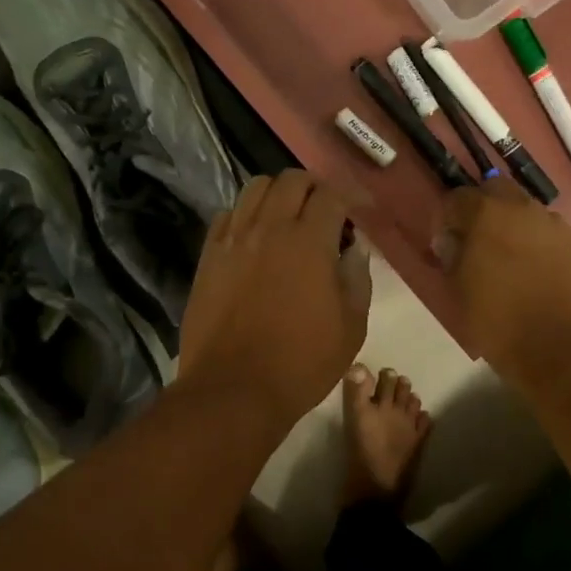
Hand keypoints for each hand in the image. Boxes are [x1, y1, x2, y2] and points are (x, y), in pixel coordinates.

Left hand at [178, 171, 371, 423]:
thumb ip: (357, 278)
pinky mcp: (209, 256)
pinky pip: (227, 215)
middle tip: (326, 211)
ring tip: (288, 218)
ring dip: (278, 194)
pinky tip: (254, 237)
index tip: (361, 210)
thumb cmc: (302, 362)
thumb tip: (354, 249)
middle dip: (315, 188)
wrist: (234, 390)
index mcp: (309, 242)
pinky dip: (246, 215)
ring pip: (255, 189)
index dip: (352, 197)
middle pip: (291, 180)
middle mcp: (269, 228)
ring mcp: (233, 240)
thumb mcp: (351, 326)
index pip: (332, 195)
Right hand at [439, 178, 570, 382]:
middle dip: (483, 207)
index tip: (446, 240)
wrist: (552, 346)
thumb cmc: (494, 318)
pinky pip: (548, 231)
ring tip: (509, 254)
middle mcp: (522, 208)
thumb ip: (452, 253)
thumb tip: (452, 240)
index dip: (448, 217)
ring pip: (526, 209)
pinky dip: (537, 240)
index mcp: (486, 214)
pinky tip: (534, 267)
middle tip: (477, 238)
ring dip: (513, 222)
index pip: (458, 197)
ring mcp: (553, 223)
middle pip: (497, 190)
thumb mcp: (457, 287)